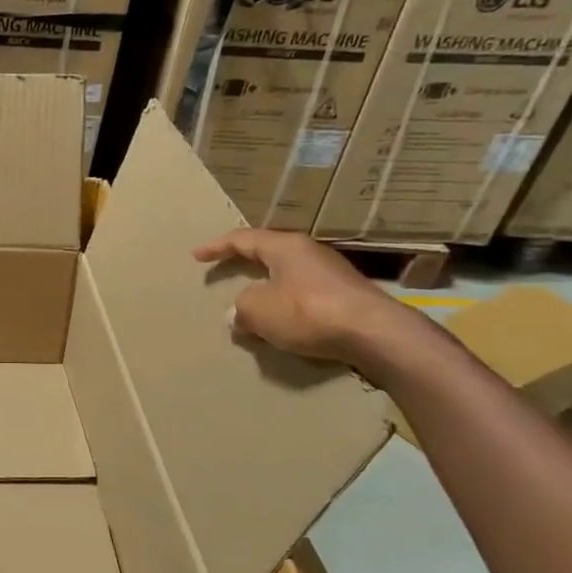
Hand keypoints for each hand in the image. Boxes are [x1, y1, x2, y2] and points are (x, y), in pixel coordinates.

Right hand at [191, 228, 413, 366]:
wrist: (375, 334)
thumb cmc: (307, 312)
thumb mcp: (257, 310)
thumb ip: (241, 309)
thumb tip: (237, 315)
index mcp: (284, 247)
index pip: (242, 239)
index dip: (216, 247)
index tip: (196, 255)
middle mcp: (308, 253)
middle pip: (268, 254)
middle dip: (244, 264)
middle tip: (224, 270)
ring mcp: (331, 274)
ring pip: (286, 275)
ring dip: (265, 288)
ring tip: (250, 302)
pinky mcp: (345, 297)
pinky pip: (303, 294)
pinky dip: (285, 304)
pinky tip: (280, 320)